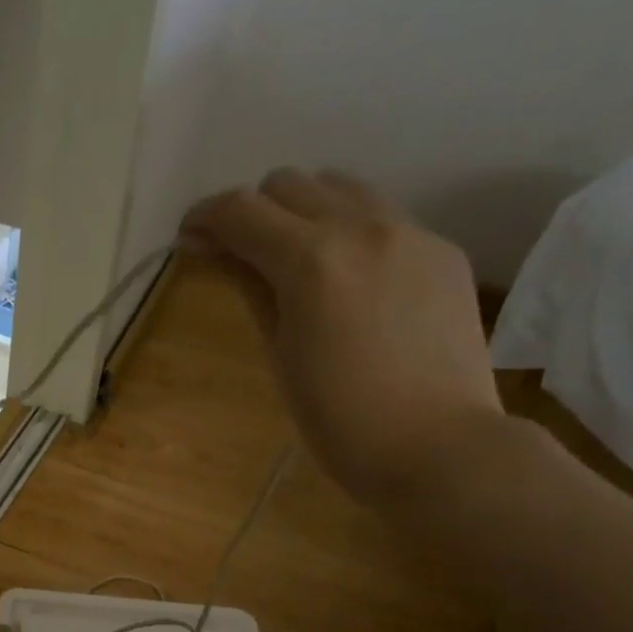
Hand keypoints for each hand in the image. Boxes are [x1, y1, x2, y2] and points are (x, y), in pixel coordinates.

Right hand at [181, 168, 502, 506]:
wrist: (439, 447)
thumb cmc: (340, 421)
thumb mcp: (280, 354)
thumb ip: (248, 287)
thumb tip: (208, 248)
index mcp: (312, 261)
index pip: (241, 210)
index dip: (204, 217)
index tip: (189, 240)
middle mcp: (362, 227)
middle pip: (289, 184)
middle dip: (253, 212)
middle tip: (240, 256)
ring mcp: (411, 232)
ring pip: (340, 187)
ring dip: (304, 210)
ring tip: (296, 260)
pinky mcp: (443, 250)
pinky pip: (383, 217)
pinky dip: (350, 232)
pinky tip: (350, 281)